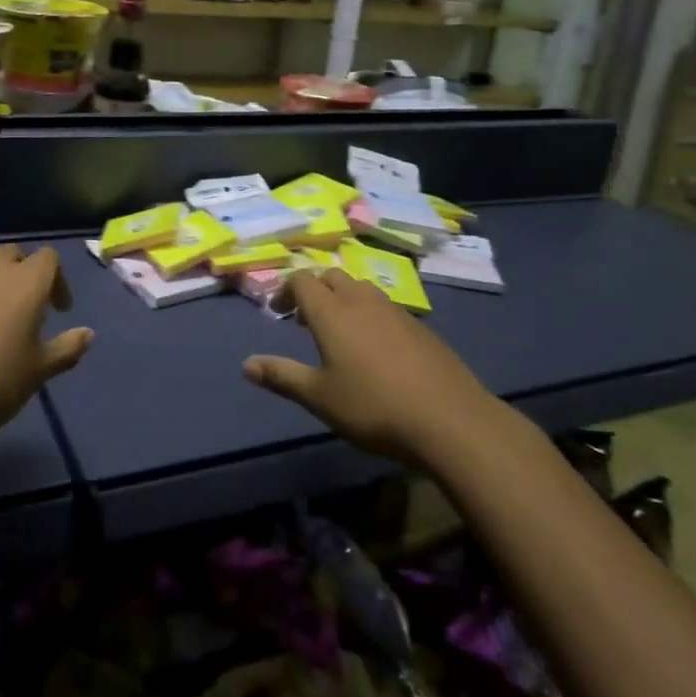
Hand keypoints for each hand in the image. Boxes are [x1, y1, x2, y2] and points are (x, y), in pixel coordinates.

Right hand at [243, 269, 496, 467]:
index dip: (285, 290)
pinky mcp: (419, 325)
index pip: (301, 280)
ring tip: (339, 331)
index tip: (278, 313)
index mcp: (331, 312)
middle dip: (313, 291)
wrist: (449, 419)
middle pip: (330, 277)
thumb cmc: (374, 407)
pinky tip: (376, 349)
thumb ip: (282, 376)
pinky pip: (384, 306)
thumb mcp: (320, 398)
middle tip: (304, 321)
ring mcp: (394, 310)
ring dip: (342, 299)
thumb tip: (246, 364)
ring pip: (359, 288)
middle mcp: (360, 300)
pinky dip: (369, 314)